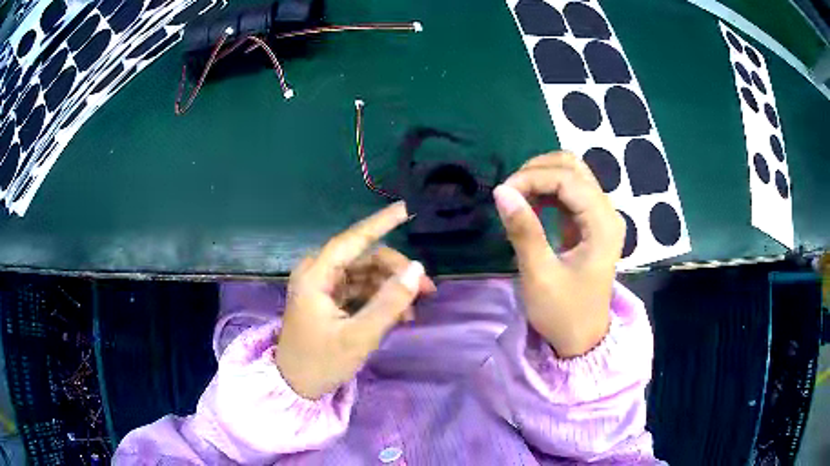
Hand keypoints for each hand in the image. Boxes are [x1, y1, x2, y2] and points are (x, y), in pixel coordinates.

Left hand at [275, 202, 435, 399]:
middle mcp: (317, 274)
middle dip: (396, 271)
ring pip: (365, 275)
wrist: (296, 386)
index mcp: (315, 276)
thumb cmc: (321, 362)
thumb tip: (418, 270)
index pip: (352, 240)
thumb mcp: (359, 336)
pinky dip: (380, 299)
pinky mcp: (329, 300)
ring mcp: (323, 287)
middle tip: (427, 290)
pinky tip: (400, 315)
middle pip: (364, 259)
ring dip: (391, 288)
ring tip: (414, 310)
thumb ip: (389, 303)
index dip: (380, 223)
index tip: (405, 208)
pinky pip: (360, 290)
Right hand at [493, 152, 624, 357]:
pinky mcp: (591, 223)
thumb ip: (523, 230)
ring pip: (572, 174)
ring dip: (542, 176)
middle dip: (538, 170)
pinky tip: (530, 202)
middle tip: (510, 192)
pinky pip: (570, 191)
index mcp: (603, 225)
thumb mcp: (540, 275)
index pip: (568, 179)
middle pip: (574, 167)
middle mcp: (608, 212)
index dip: (533, 177)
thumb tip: (501, 191)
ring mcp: (601, 216)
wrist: (582, 338)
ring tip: (517, 195)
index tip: (503, 193)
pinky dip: (548, 189)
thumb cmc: (563, 312)